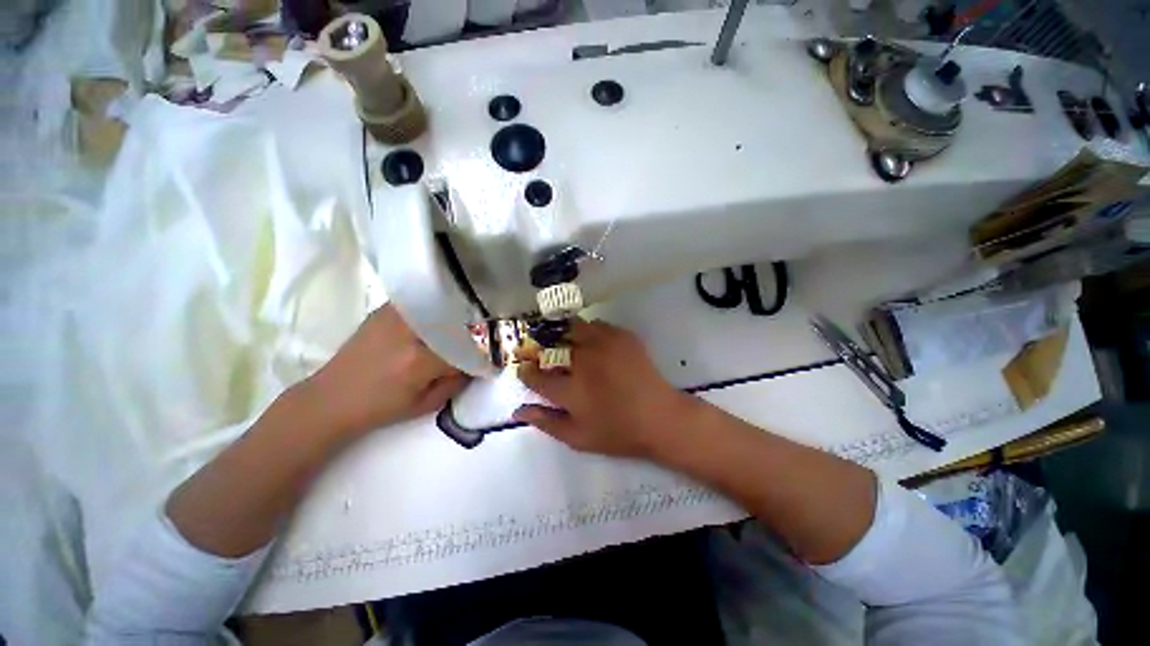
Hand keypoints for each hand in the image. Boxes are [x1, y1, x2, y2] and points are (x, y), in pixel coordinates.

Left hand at [302, 304, 468, 436]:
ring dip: (456, 317)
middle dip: (473, 332)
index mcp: (420, 361)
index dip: (480, 354)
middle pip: (456, 324)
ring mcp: (395, 316)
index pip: (465, 349)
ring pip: (440, 307)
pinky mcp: (384, 311)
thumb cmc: (380, 408)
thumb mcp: (426, 405)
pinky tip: (440, 317)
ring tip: (465, 325)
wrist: (331, 398)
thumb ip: (456, 383)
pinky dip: (435, 309)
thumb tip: (476, 365)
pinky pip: (421, 304)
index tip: (489, 359)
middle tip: (482, 340)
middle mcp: (409, 332)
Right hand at [514, 320, 698, 458]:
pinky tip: (594, 343)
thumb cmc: (618, 432)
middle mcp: (583, 361)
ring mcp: (604, 345)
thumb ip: (546, 422)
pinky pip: (598, 325)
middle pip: (551, 344)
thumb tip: (518, 410)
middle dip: (541, 347)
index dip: (525, 371)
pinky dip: (590, 331)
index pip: (534, 375)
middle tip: (544, 353)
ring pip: (573, 328)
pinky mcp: (622, 337)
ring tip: (568, 344)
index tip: (525, 369)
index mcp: (570, 389)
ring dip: (565, 334)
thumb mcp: (578, 438)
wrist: (660, 418)